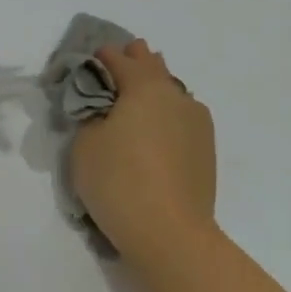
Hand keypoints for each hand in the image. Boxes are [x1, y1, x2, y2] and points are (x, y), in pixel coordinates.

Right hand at [72, 39, 216, 257]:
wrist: (170, 234)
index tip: (88, 61)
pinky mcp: (205, 149)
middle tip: (114, 70)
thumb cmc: (118, 181)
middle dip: (133, 63)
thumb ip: (91, 115)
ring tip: (135, 102)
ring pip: (171, 92)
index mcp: (145, 86)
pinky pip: (181, 117)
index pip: (119, 59)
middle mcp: (176, 95)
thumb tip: (105, 109)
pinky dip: (165, 115)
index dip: (101, 58)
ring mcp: (197, 123)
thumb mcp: (85, 143)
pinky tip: (155, 130)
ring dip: (152, 90)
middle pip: (153, 66)